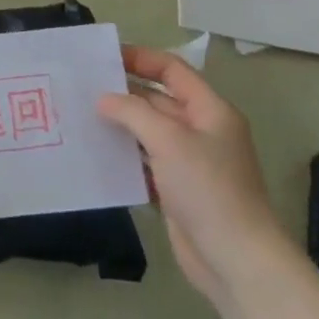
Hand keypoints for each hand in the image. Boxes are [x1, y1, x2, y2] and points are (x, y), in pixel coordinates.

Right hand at [98, 46, 281, 305]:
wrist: (236, 261)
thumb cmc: (208, 188)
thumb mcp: (169, 140)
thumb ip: (133, 112)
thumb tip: (103, 99)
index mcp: (210, 110)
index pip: (172, 71)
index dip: (141, 58)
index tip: (105, 57)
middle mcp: (202, 131)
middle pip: (158, 100)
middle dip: (124, 93)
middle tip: (83, 87)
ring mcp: (190, 163)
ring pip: (149, 133)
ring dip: (121, 125)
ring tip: (82, 117)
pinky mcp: (178, 191)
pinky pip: (146, 163)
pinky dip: (125, 157)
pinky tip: (97, 154)